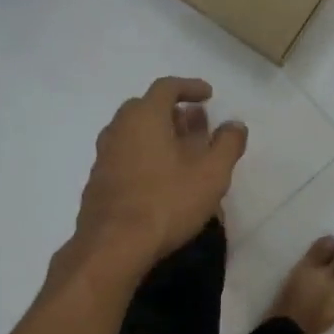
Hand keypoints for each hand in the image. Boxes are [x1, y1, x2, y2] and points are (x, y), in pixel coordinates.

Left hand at [70, 77, 246, 278]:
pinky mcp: (98, 181)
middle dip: (174, 112)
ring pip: (134, 133)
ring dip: (158, 135)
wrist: (113, 245)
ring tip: (181, 152)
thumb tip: (235, 125)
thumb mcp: (211, 174)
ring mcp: (104, 155)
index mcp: (144, 116)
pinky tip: (159, 179)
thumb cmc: (167, 202)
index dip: (190, 87)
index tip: (208, 95)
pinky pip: (125, 156)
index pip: (167, 87)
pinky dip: (144, 156)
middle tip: (196, 125)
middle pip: (146, 108)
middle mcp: (118, 128)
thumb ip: (227, 144)